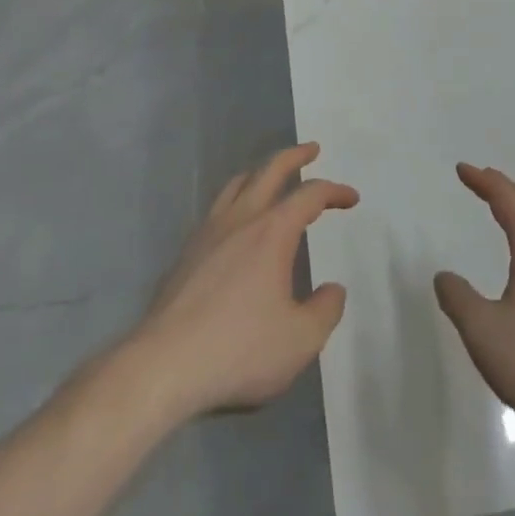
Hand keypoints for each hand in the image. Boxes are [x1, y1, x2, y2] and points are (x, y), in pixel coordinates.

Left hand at [129, 142, 357, 418]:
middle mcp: (240, 220)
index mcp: (272, 232)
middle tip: (311, 149)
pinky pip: (217, 208)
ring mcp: (208, 232)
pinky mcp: (186, 253)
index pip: (309, 195)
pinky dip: (236, 199)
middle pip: (269, 170)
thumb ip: (325, 310)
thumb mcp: (300, 340)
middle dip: (294, 156)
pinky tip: (237, 221)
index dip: (334, 191)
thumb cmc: (239, 350)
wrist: (163, 366)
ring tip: (272, 175)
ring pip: (237, 184)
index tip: (351, 199)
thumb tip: (333, 289)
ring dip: (260, 172)